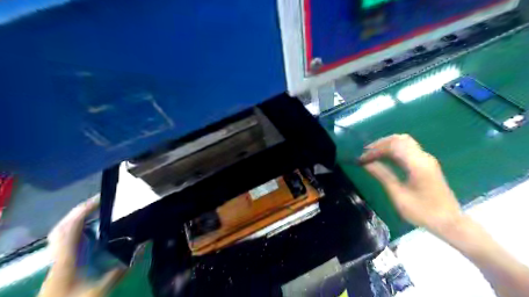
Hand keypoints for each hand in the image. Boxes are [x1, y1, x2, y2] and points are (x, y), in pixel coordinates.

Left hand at [39, 195, 124, 296]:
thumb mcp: (100, 291)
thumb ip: (121, 270)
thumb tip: (143, 246)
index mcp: (66, 259)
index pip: (71, 228)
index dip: (84, 210)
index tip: (102, 198)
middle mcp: (58, 255)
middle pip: (63, 227)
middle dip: (80, 210)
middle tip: (101, 201)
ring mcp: (55, 260)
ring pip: (61, 233)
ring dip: (76, 218)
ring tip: (95, 211)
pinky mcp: (58, 264)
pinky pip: (63, 240)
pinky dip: (74, 229)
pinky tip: (88, 231)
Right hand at [359, 134, 463, 234]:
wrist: (450, 222)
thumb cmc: (422, 211)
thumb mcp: (398, 195)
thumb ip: (383, 175)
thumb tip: (366, 164)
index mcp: (417, 164)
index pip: (393, 145)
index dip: (375, 149)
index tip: (362, 158)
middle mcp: (423, 157)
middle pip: (400, 139)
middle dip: (380, 143)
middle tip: (366, 153)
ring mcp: (426, 159)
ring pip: (404, 142)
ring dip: (387, 146)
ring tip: (373, 155)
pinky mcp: (426, 164)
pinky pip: (408, 149)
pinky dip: (394, 150)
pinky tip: (385, 159)